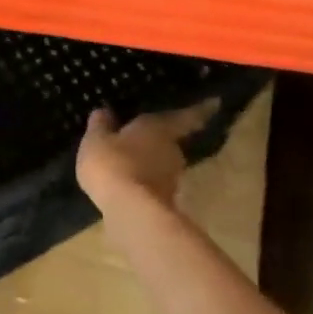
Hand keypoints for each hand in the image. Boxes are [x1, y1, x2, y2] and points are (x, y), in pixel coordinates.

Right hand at [76, 100, 219, 209]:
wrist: (129, 210)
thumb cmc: (113, 163)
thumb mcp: (96, 140)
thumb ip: (100, 126)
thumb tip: (103, 111)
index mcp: (159, 128)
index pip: (185, 116)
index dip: (200, 110)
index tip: (216, 103)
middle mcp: (173, 151)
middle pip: (171, 142)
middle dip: (159, 141)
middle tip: (143, 138)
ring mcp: (172, 179)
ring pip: (162, 165)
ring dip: (150, 164)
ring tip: (130, 163)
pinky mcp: (165, 202)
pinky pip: (152, 185)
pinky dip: (143, 183)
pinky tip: (126, 185)